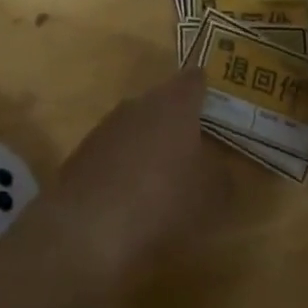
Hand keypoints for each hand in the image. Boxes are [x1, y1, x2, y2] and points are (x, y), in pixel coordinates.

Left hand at [32, 66, 230, 291]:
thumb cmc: (163, 201)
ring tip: (168, 175)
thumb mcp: (211, 196)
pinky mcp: (84, 152)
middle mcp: (139, 104)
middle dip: (179, 121)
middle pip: (164, 102)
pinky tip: (134, 195)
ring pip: (138, 125)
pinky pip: (116, 150)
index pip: (194, 80)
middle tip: (199, 145)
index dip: (207, 88)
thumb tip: (219, 168)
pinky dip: (127, 165)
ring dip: (152, 144)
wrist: (89, 227)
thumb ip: (222, 176)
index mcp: (174, 103)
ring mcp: (107, 126)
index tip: (219, 101)